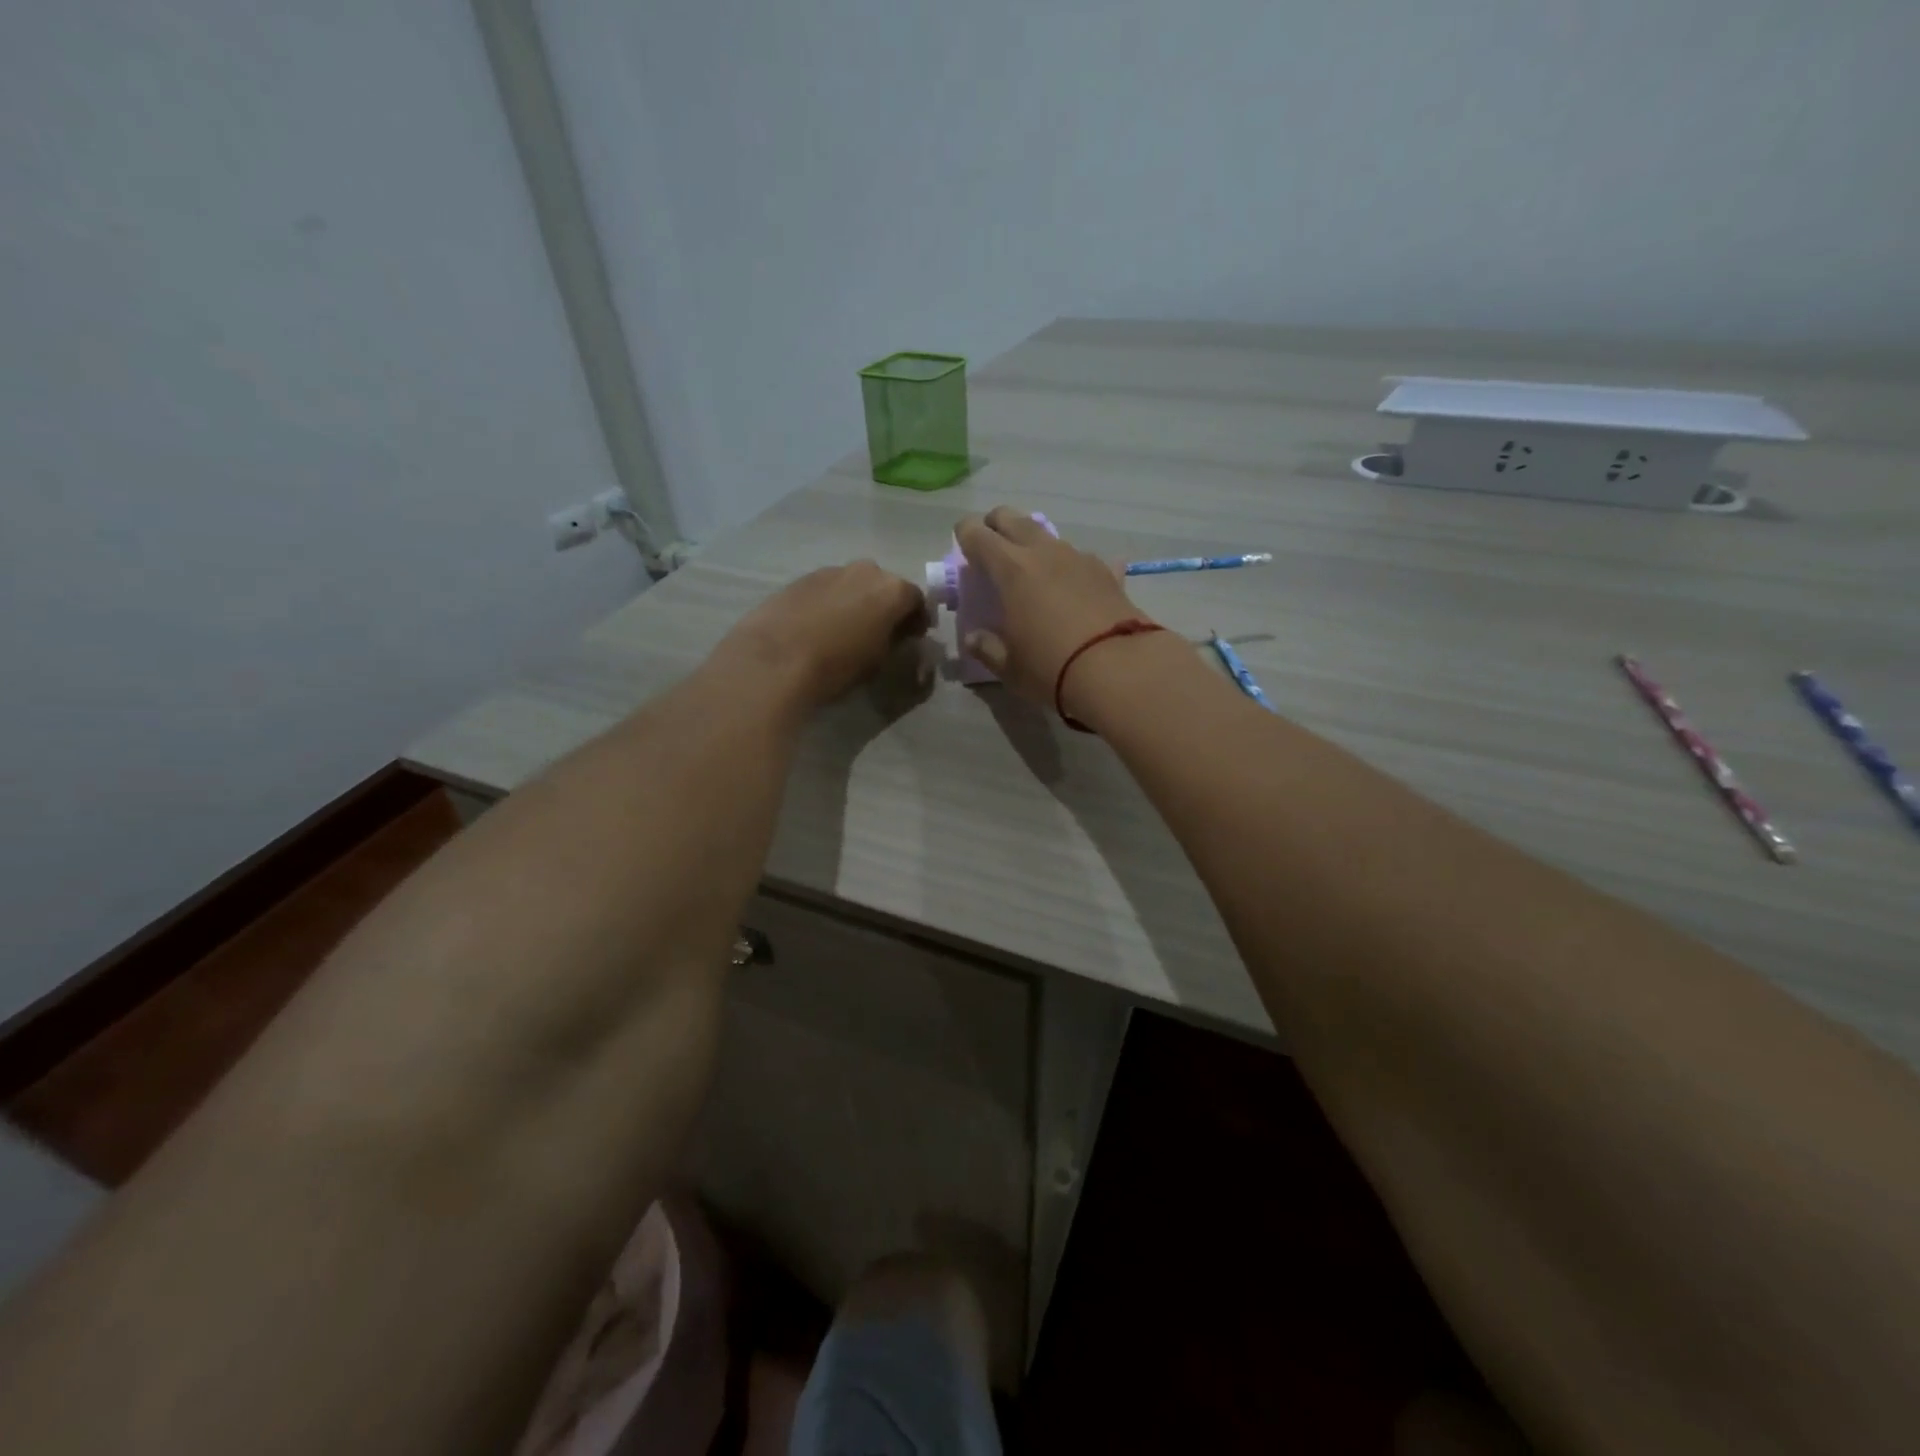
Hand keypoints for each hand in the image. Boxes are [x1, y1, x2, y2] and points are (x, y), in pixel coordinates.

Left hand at [717, 561, 928, 709]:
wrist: (775, 659)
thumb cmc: (838, 665)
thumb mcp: (879, 663)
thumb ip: (895, 645)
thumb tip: (897, 639)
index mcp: (892, 589)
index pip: (917, 599)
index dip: (917, 620)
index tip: (913, 638)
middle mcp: (865, 571)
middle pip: (885, 586)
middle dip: (886, 606)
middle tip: (881, 633)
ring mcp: (830, 571)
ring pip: (854, 584)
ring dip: (857, 602)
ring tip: (846, 630)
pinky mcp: (800, 579)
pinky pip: (827, 589)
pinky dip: (830, 603)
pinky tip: (819, 627)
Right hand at [954, 507, 1144, 706]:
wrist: (1119, 669)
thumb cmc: (1051, 667)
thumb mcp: (1009, 667)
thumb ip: (987, 648)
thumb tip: (974, 639)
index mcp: (1011, 569)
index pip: (977, 534)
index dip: (965, 535)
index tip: (962, 548)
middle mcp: (1043, 552)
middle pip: (1012, 518)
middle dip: (996, 525)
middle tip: (991, 547)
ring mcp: (1078, 558)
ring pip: (1048, 536)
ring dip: (1033, 543)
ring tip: (1032, 569)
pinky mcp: (1107, 572)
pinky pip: (1081, 558)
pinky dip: (1071, 567)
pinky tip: (1075, 586)